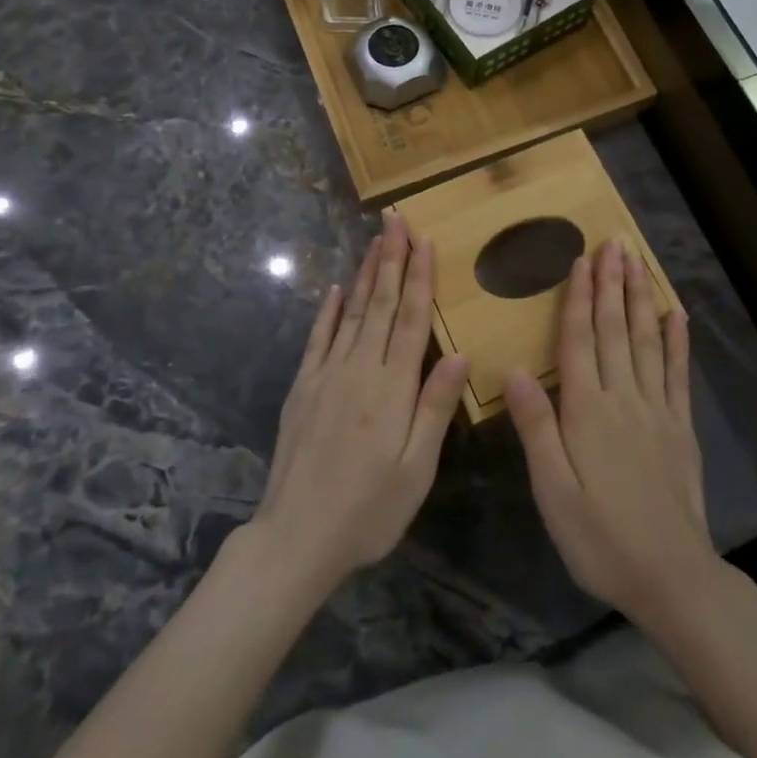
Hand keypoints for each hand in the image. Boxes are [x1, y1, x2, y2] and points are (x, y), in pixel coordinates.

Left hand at [249, 212, 469, 595]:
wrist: (296, 537)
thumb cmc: (368, 510)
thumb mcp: (415, 469)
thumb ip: (435, 408)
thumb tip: (460, 353)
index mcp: (392, 387)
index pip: (411, 319)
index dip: (420, 278)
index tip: (425, 241)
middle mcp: (359, 369)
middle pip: (381, 304)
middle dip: (392, 259)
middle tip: (397, 221)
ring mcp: (326, 375)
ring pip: (352, 313)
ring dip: (366, 275)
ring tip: (376, 241)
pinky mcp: (302, 388)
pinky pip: (318, 338)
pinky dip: (328, 311)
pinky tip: (336, 289)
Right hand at [506, 239, 717, 628]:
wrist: (671, 577)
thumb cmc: (600, 537)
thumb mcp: (552, 491)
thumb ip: (535, 427)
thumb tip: (514, 368)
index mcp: (587, 411)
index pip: (580, 341)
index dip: (579, 298)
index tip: (581, 260)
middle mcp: (623, 398)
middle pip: (616, 330)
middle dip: (612, 283)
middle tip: (613, 243)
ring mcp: (657, 410)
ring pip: (646, 341)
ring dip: (640, 298)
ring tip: (637, 262)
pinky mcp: (681, 427)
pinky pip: (678, 373)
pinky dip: (676, 341)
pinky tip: (675, 314)